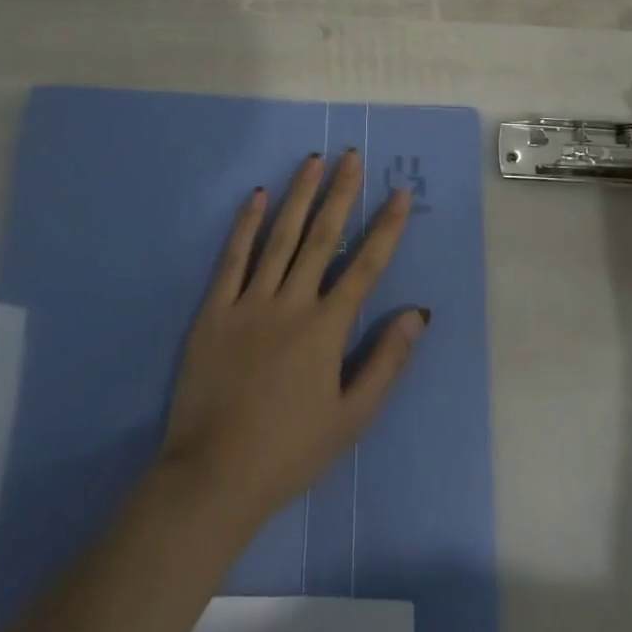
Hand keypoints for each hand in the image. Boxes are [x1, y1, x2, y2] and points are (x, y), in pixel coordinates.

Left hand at [159, 150, 427, 529]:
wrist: (215, 474)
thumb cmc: (291, 450)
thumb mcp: (352, 416)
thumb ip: (386, 361)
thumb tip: (418, 313)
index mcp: (327, 328)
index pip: (365, 266)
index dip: (386, 227)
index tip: (399, 193)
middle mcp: (291, 303)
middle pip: (321, 238)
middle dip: (340, 194)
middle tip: (351, 157)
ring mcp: (248, 302)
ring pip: (279, 238)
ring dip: (298, 196)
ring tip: (313, 162)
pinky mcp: (214, 310)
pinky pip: (232, 258)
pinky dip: (246, 225)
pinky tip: (257, 196)